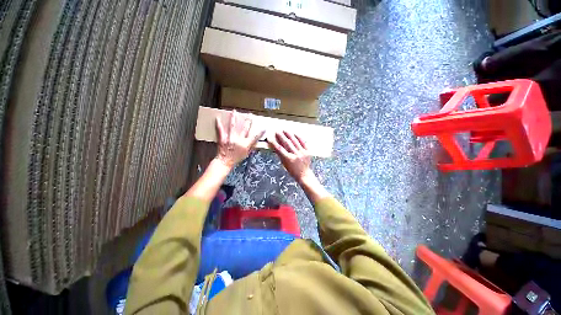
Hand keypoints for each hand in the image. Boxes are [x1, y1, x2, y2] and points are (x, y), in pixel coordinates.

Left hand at [216, 111, 264, 167]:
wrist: (225, 161)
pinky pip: (220, 131)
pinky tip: (217, 118)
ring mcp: (230, 138)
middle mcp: (239, 140)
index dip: (260, 133)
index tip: (264, 128)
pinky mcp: (223, 139)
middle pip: (244, 129)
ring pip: (233, 126)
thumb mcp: (246, 154)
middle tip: (250, 115)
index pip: (254, 137)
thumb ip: (250, 147)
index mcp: (245, 144)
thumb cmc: (236, 158)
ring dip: (234, 118)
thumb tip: (255, 143)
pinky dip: (218, 125)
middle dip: (248, 121)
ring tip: (234, 111)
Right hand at [268, 131, 312, 182]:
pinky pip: (303, 142)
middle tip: (277, 131)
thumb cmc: (293, 171)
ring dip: (289, 135)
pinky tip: (294, 133)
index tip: (270, 137)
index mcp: (288, 159)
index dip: (274, 142)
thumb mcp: (284, 164)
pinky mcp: (308, 151)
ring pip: (294, 141)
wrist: (304, 174)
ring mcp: (302, 153)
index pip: (279, 149)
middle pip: (287, 143)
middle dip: (281, 136)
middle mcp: (295, 155)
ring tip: (284, 130)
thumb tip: (276, 146)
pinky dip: (298, 137)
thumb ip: (281, 155)